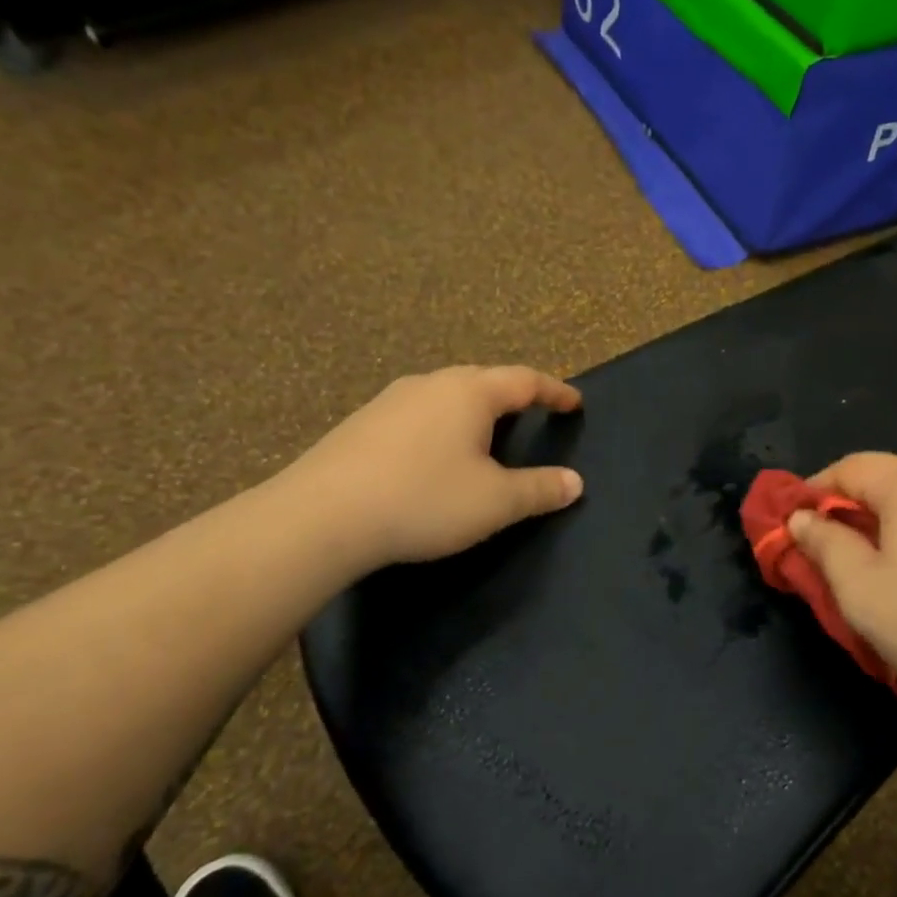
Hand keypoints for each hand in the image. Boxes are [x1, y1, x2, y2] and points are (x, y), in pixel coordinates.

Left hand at [274, 365, 584, 575]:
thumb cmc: (424, 499)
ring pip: (446, 396)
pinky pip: (418, 415)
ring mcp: (391, 401)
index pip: (525, 380)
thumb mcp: (495, 502)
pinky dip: (441, 427)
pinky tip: (434, 455)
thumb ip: (539, 489)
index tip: (574, 403)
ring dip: (474, 411)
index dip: (554, 391)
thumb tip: (575, 483)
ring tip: (486, 435)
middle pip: (483, 380)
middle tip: (532, 414)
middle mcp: (431, 384)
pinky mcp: (362, 424)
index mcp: (470, 392)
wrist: (321, 516)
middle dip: (513, 396)